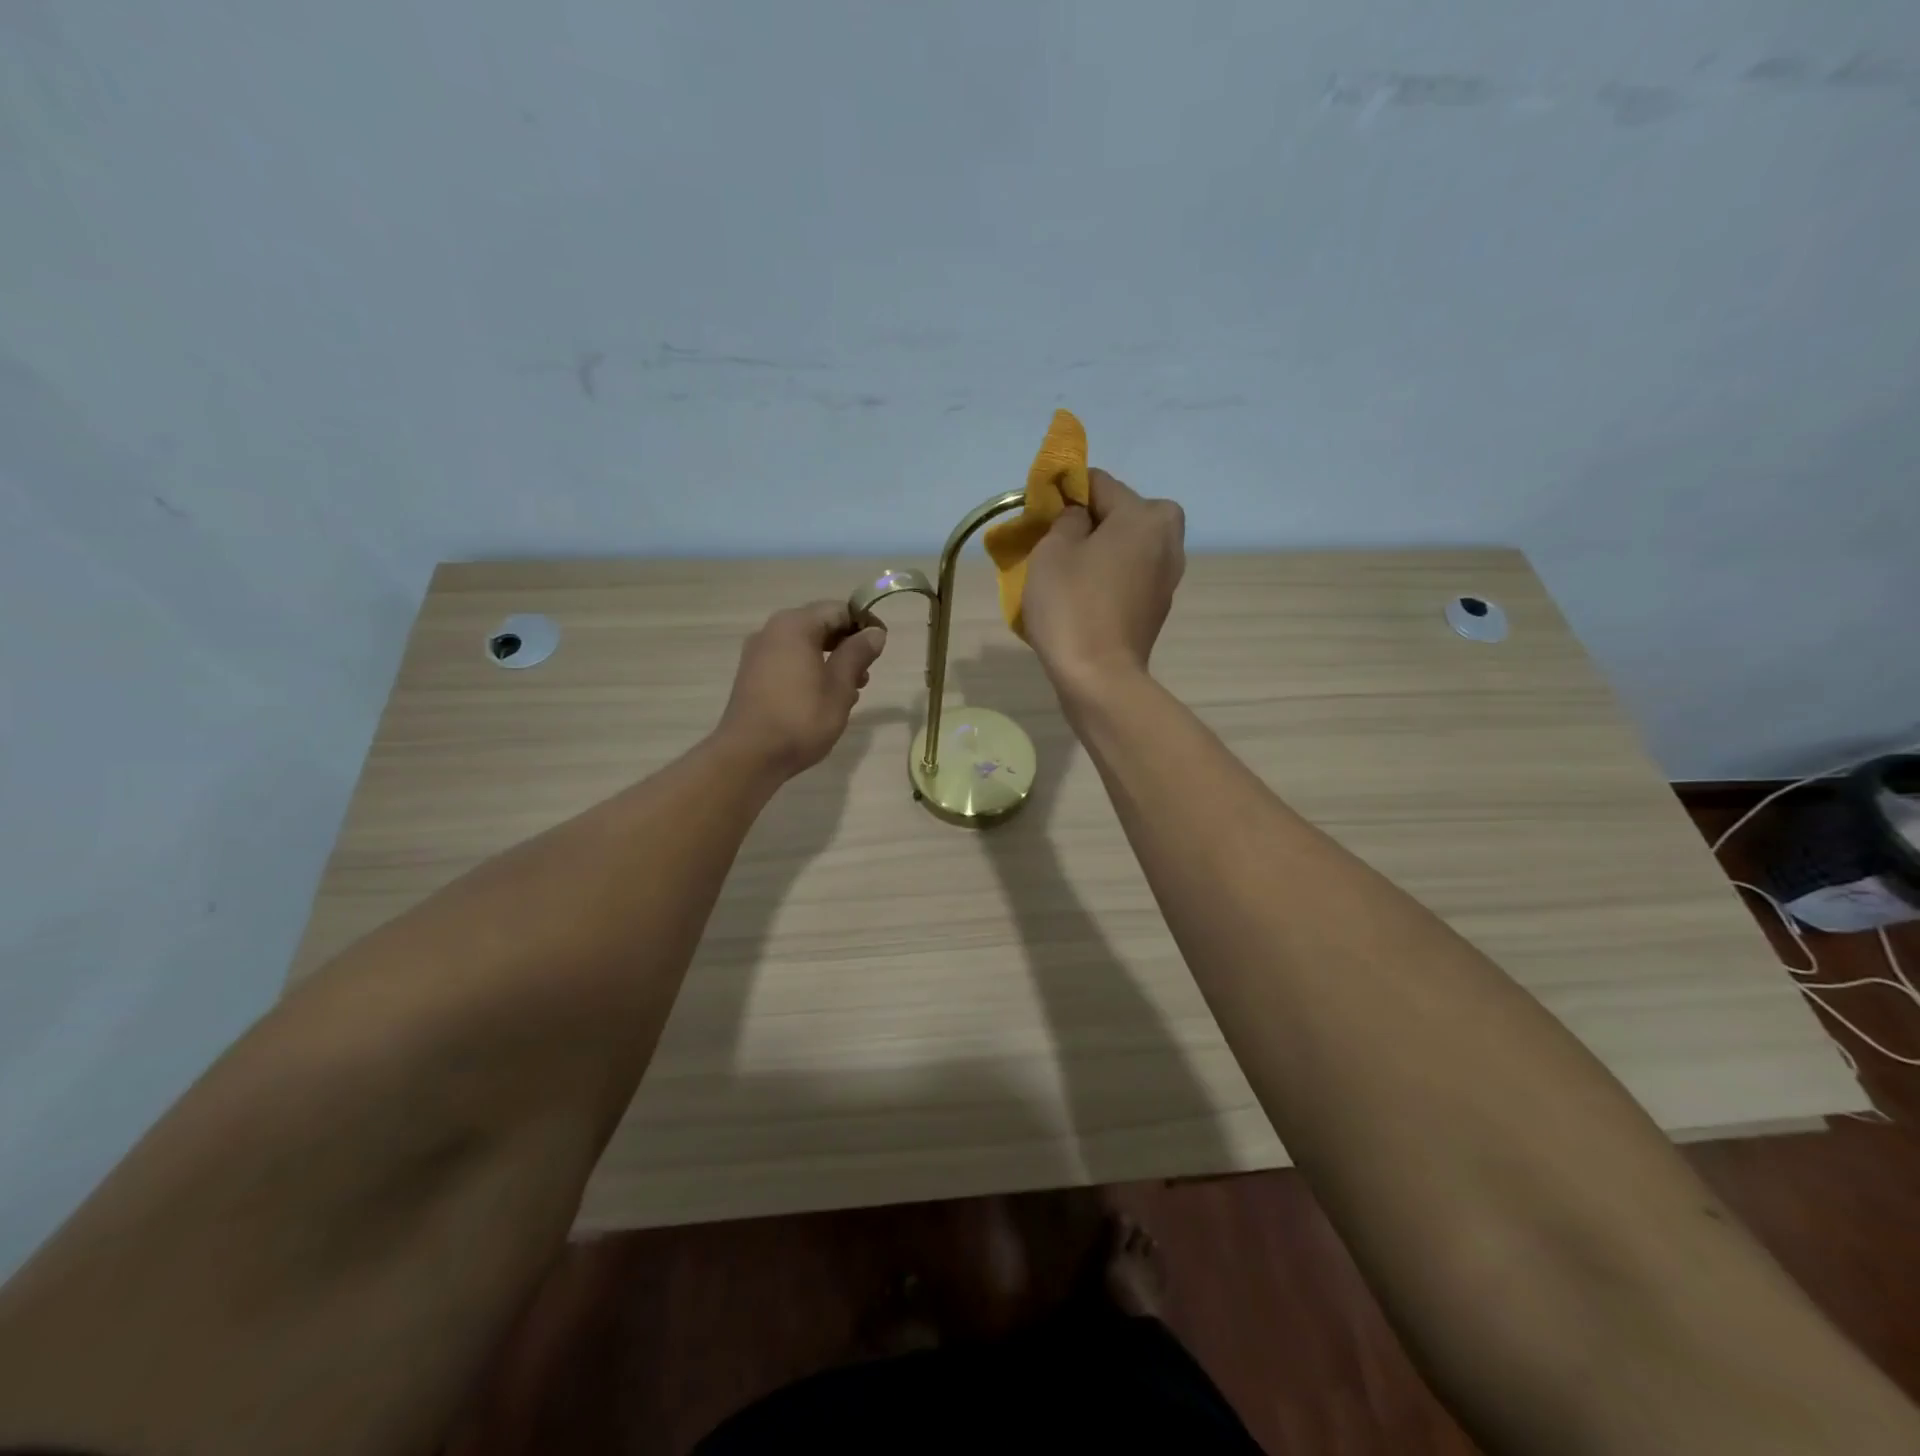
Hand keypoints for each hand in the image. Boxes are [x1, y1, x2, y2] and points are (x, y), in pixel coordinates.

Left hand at [716, 601, 886, 779]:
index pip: (838, 610)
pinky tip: (822, 699)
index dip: (864, 624)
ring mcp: (758, 653)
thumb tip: (875, 632)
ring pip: (804, 645)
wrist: (749, 755)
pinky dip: (809, 671)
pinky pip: (788, 661)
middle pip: (819, 625)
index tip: (881, 648)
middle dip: (847, 645)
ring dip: (830, 660)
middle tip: (866, 674)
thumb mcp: (840, 686)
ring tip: (849, 691)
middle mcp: (772, 631)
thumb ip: (858, 654)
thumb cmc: (801, 717)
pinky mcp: (751, 675)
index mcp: (795, 625)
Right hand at [1023, 468, 1185, 692]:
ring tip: (1066, 573)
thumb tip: (1079, 517)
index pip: (1098, 483)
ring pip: (1127, 546)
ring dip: (1100, 551)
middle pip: (1121, 514)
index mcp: (1145, 516)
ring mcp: (1167, 576)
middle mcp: (1167, 539)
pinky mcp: (1158, 606)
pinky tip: (1084, 597)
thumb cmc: (1072, 606)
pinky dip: (1109, 577)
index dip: (1065, 492)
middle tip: (1056, 544)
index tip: (1039, 512)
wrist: (1098, 678)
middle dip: (1089, 522)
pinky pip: (1130, 575)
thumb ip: (1067, 519)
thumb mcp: (1052, 550)